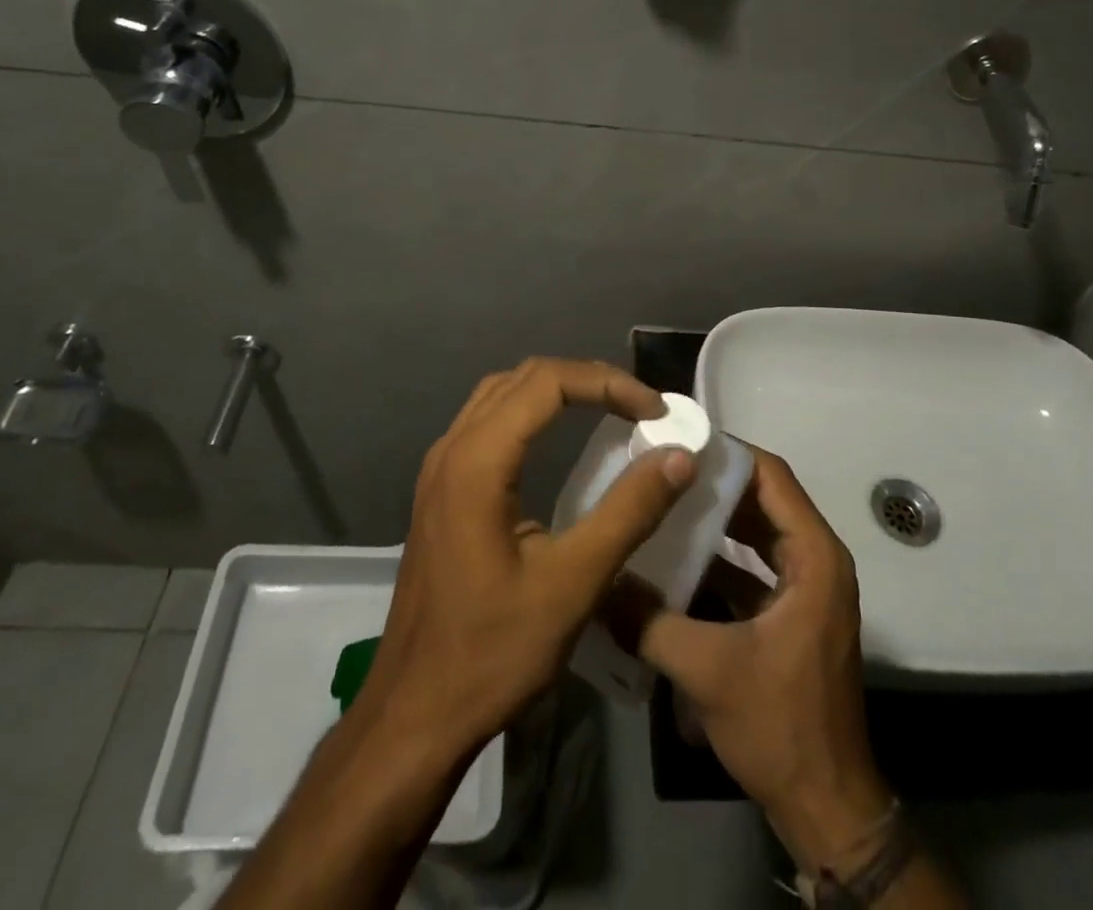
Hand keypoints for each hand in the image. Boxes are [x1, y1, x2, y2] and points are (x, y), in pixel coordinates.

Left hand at [355, 358, 696, 763]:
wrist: (413, 715)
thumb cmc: (492, 652)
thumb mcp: (573, 585)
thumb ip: (628, 512)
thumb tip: (679, 455)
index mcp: (477, 460)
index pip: (548, 381)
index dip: (608, 383)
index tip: (656, 411)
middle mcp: (452, 447)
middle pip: (525, 377)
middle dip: (588, 380)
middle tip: (640, 408)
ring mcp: (440, 468)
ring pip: (503, 393)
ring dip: (558, 390)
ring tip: (609, 411)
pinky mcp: (441, 490)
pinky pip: (489, 420)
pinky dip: (533, 412)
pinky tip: (559, 439)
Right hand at [632, 448, 892, 873]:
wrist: (826, 806)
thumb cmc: (780, 724)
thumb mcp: (707, 669)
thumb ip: (648, 620)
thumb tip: (598, 582)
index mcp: (814, 557)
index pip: (772, 477)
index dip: (729, 453)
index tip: (680, 441)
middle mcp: (816, 561)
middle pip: (764, 499)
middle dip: (714, 483)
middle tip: (662, 468)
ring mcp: (806, 589)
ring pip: (757, 532)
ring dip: (715, 519)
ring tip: (662, 503)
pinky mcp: (791, 614)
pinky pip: (753, 566)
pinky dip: (719, 557)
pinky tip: (673, 559)